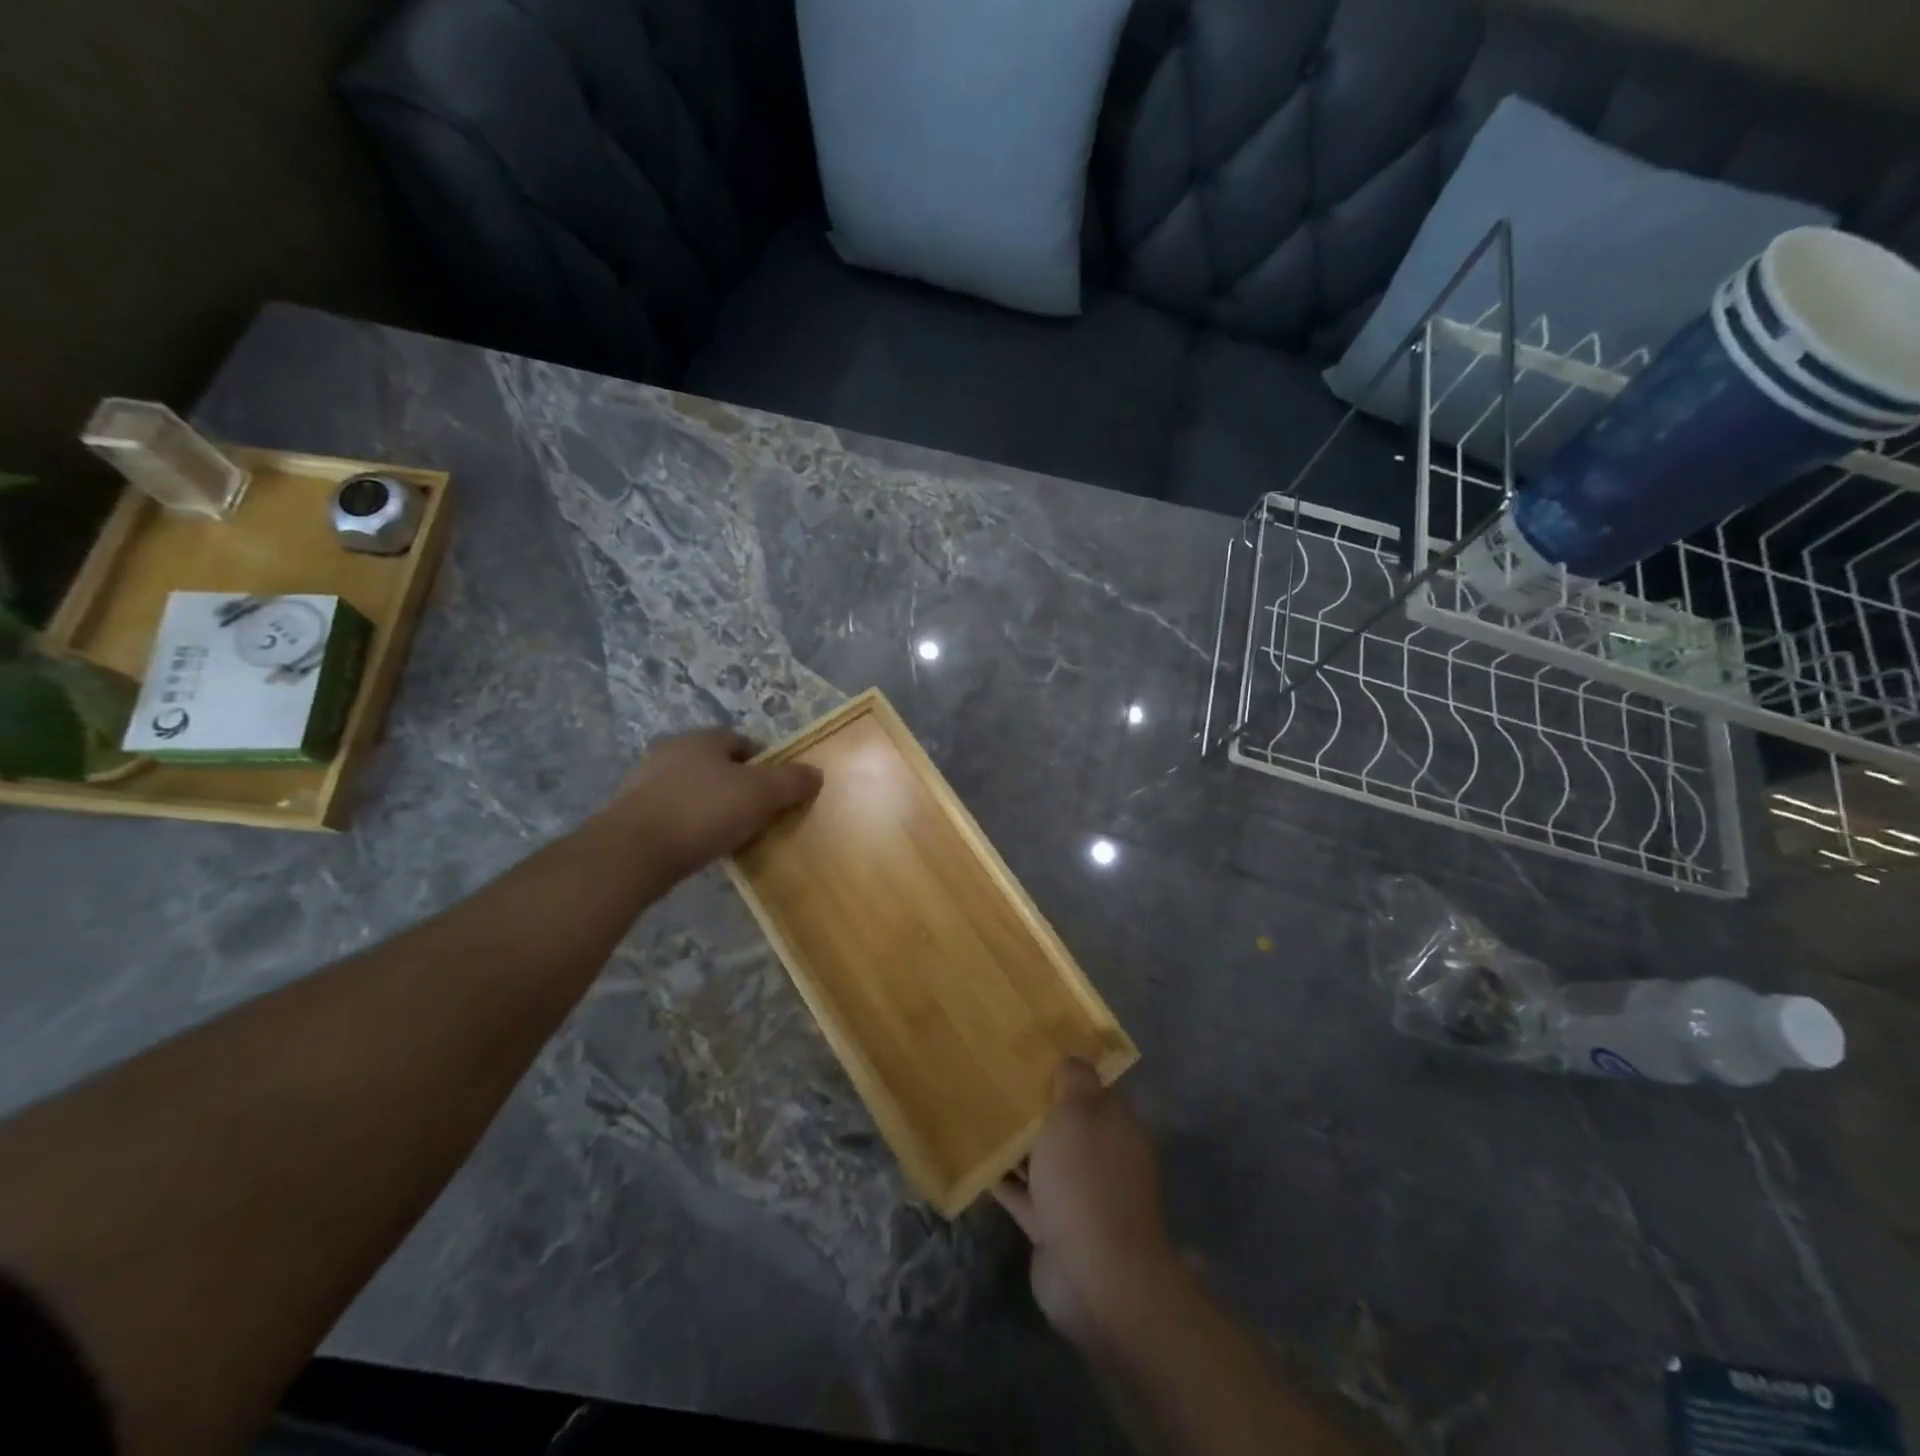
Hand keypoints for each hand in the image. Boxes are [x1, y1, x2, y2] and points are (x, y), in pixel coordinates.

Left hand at [606, 727, 821, 882]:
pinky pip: (674, 815)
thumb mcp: (761, 794)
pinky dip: (691, 826)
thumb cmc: (703, 811)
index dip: (766, 763)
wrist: (633, 853)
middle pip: (717, 765)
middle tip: (760, 814)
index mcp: (702, 738)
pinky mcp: (631, 815)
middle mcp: (671, 752)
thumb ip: (792, 782)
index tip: (780, 791)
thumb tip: (815, 773)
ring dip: (713, 808)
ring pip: (694, 790)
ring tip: (732, 834)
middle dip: (739, 786)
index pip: (743, 741)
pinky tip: (701, 847)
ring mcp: (646, 783)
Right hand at [995, 1059, 1181, 1349]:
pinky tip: (972, 1158)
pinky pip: (1024, 1193)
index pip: (1091, 1086)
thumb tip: (1073, 1054)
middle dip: (1035, 1103)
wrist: (1095, 1278)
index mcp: (1115, 1124)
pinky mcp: (1053, 1226)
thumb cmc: (1086, 1181)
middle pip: (1065, 1120)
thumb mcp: (1079, 1116)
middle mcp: (1100, 1155)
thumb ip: (1073, 1082)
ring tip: (976, 1109)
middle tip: (994, 1074)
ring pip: (1042, 1156)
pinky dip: (1003, 1179)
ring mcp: (1077, 1193)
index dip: (1063, 1067)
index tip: (1029, 1047)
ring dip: (1016, 1140)